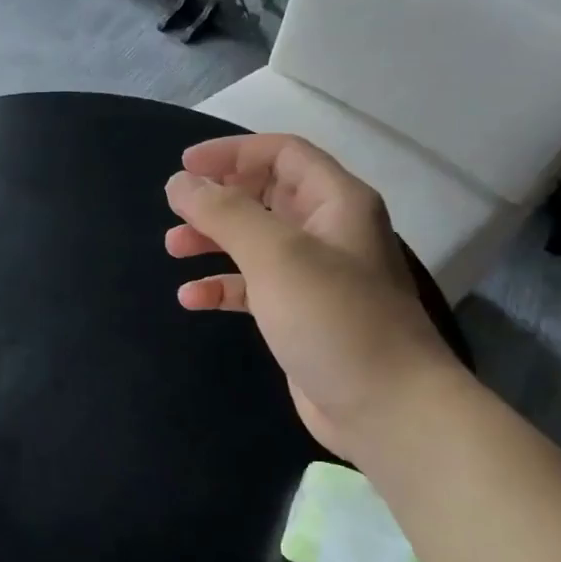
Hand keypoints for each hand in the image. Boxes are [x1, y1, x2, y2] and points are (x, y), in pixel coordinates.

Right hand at [165, 133, 459, 459]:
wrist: (386, 408)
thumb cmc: (335, 318)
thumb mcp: (276, 255)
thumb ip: (225, 213)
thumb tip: (180, 182)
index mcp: (336, 203)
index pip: (282, 154)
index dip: (233, 153)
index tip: (184, 166)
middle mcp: (328, 232)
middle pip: (265, 196)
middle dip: (218, 199)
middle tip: (176, 210)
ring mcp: (314, 276)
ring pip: (254, 242)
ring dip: (213, 240)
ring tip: (174, 249)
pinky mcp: (299, 315)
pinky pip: (253, 287)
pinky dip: (222, 286)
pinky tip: (192, 298)